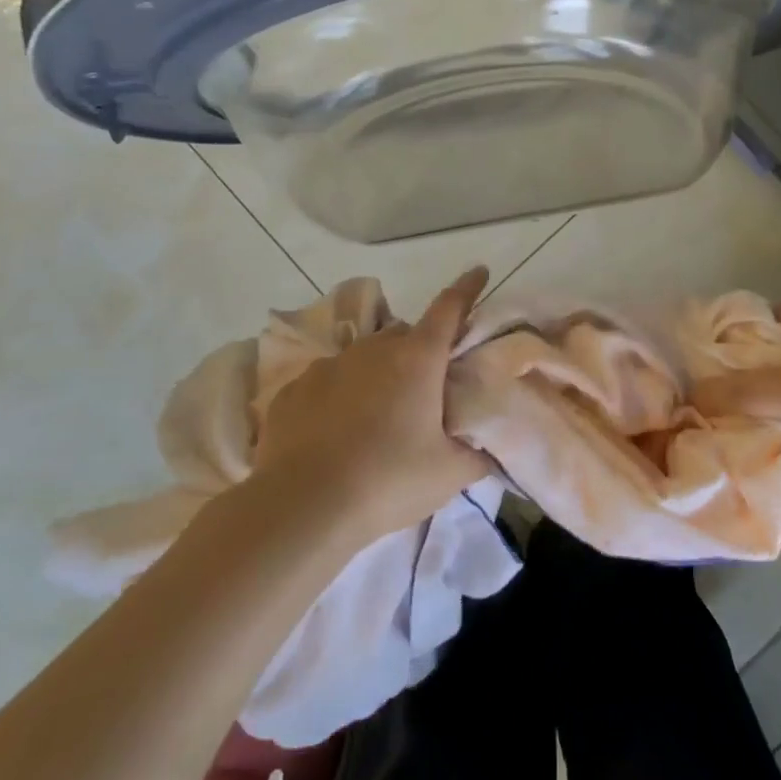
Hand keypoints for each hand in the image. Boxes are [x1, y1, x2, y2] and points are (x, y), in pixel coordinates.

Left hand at [254, 267, 491, 544]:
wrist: (302, 508)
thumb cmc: (388, 481)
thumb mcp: (449, 474)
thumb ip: (476, 453)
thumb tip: (486, 447)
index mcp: (418, 359)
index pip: (449, 308)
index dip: (467, 288)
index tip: (479, 271)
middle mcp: (374, 349)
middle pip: (405, 335)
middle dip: (419, 351)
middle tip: (424, 390)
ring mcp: (329, 365)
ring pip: (364, 357)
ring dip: (378, 374)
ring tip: (377, 417)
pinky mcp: (295, 389)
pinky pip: (328, 381)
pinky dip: (339, 395)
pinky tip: (336, 432)